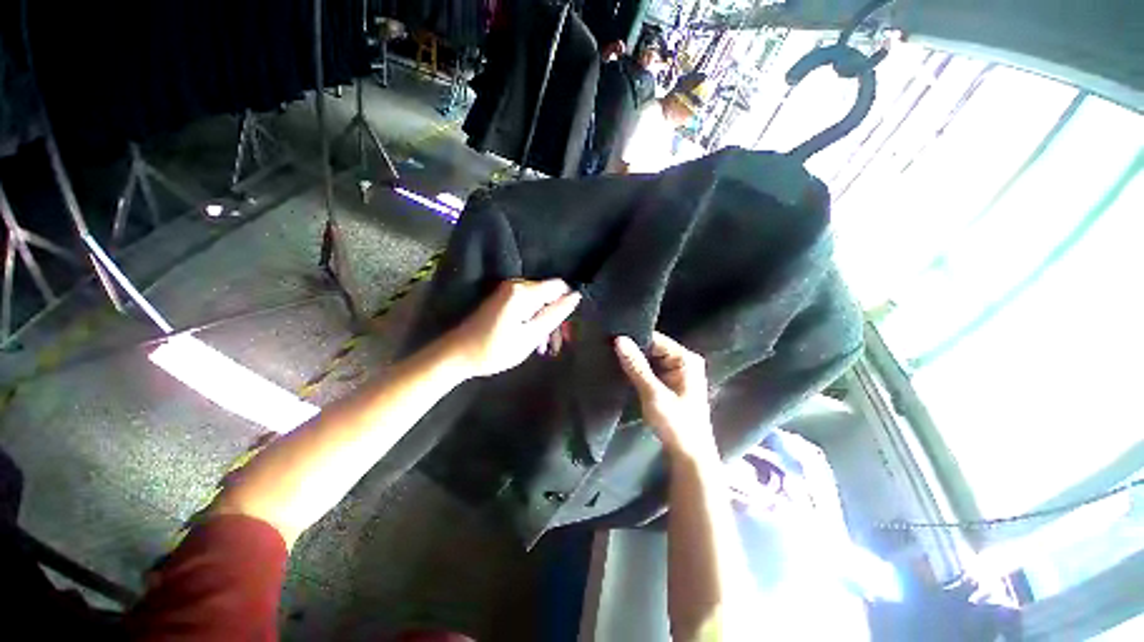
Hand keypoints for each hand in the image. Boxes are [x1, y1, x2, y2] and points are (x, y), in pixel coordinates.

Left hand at [446, 279, 580, 377]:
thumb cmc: (495, 349)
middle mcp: (516, 285)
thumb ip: (555, 314)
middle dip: (555, 317)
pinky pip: (527, 305)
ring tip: (543, 347)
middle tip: (555, 344)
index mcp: (523, 291)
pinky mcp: (502, 299)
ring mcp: (508, 291)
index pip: (559, 286)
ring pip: (539, 301)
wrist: (458, 354)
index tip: (566, 327)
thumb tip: (576, 296)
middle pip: (549, 294)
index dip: (567, 304)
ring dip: (544, 321)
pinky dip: (533, 320)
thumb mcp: (531, 335)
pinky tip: (532, 339)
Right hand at [615, 332, 718, 463]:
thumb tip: (619, 339)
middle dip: (633, 351)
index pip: (656, 339)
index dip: (634, 339)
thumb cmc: (676, 425)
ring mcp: (679, 373)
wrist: (691, 456)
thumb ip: (636, 366)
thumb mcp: (654, 394)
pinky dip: (639, 372)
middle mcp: (684, 361)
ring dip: (634, 362)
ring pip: (651, 360)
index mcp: (686, 359)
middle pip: (654, 348)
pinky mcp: (672, 384)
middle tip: (607, 349)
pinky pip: (652, 370)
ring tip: (610, 357)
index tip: (610, 339)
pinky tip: (623, 371)